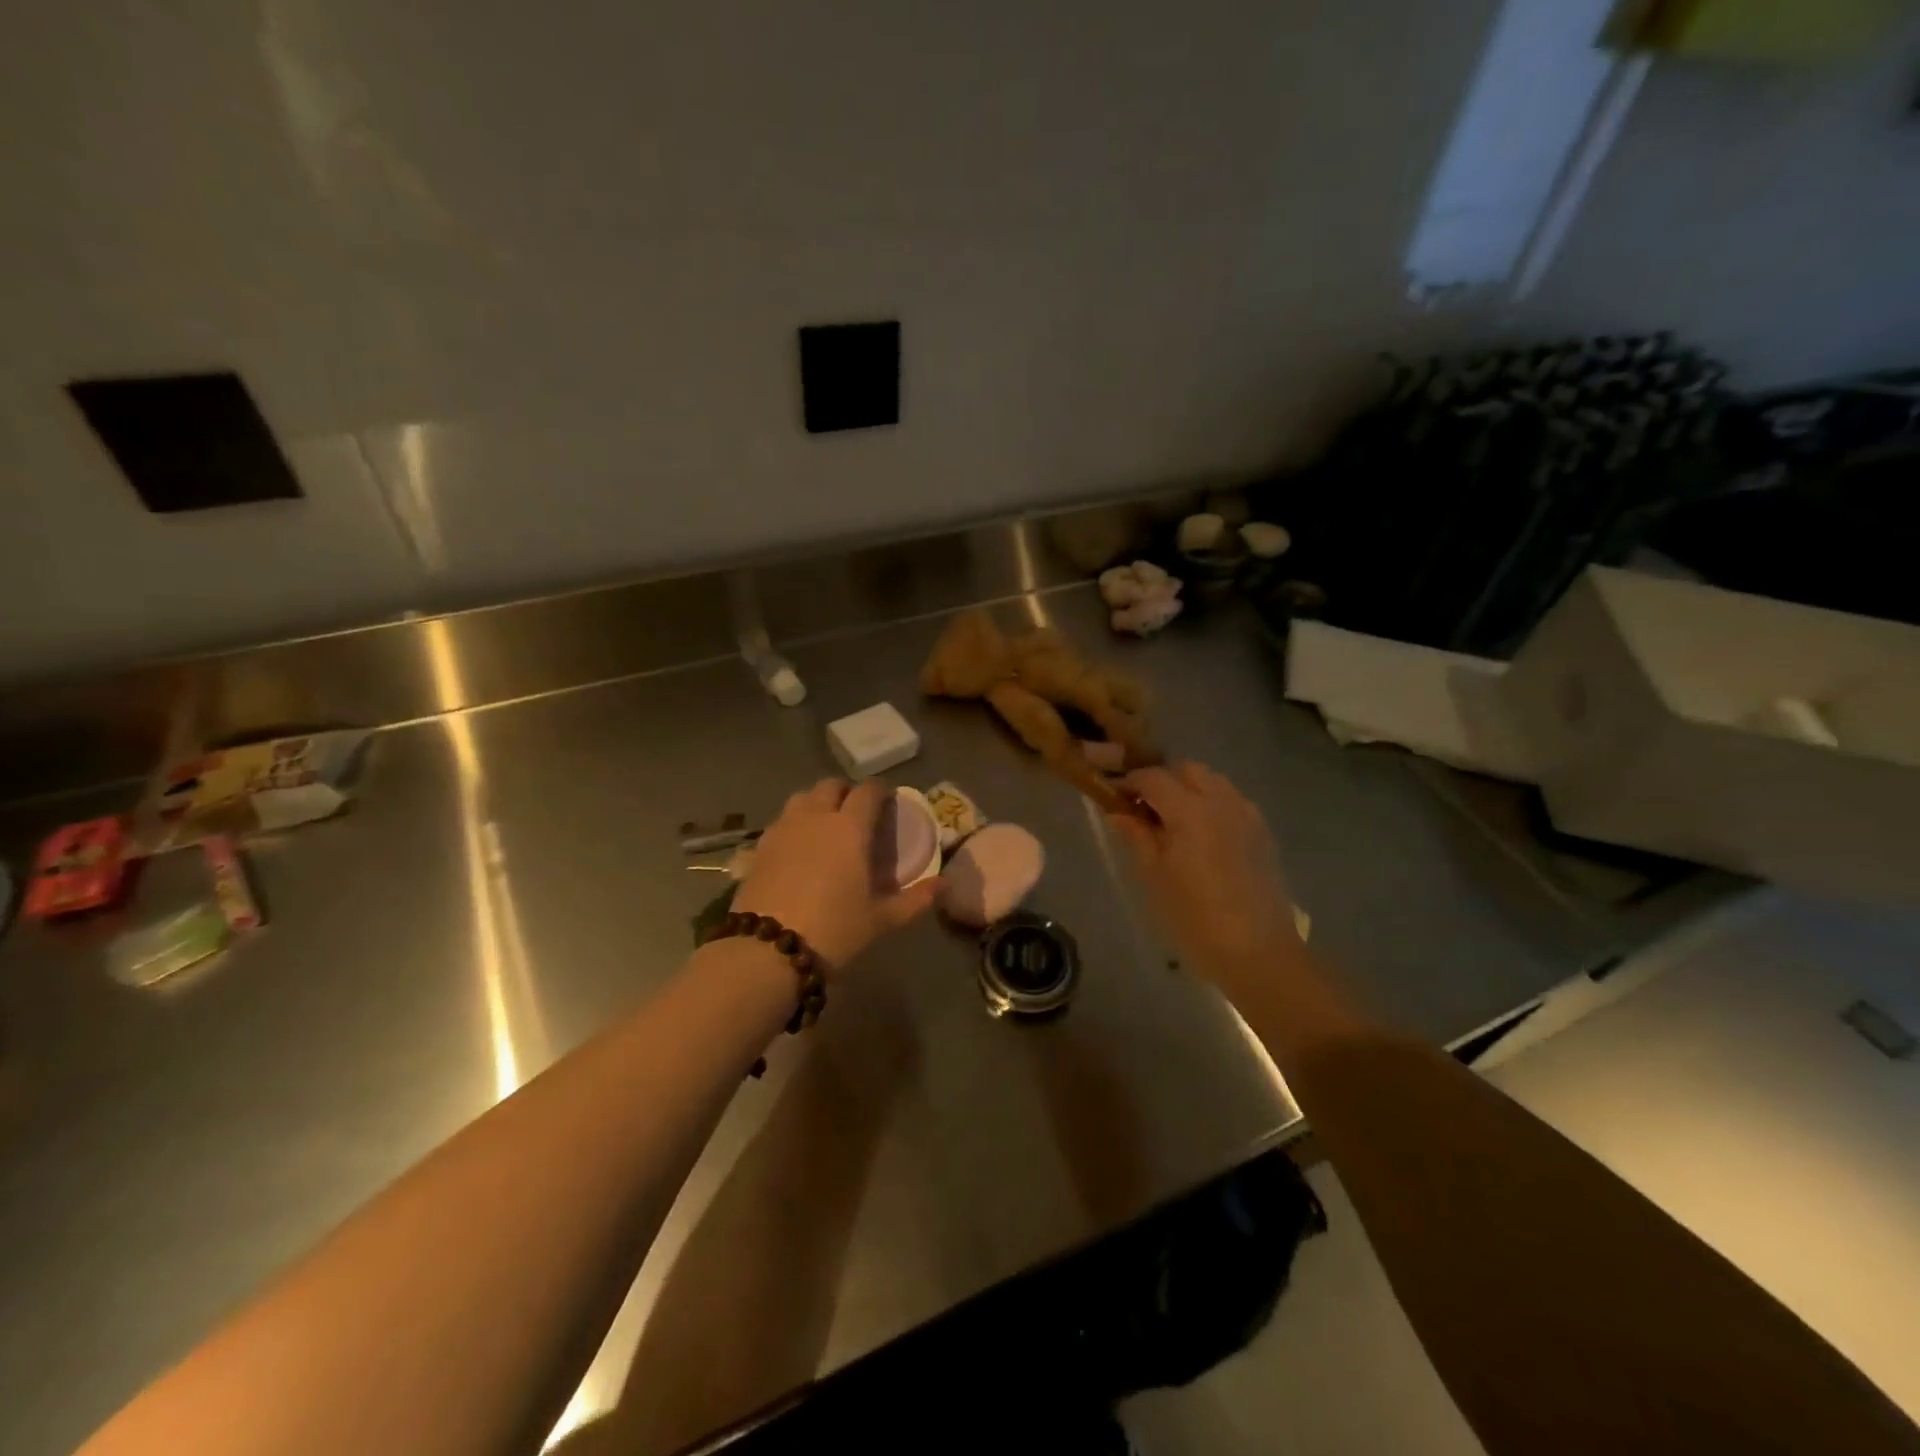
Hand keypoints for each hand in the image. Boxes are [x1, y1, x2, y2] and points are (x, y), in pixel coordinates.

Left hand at [734, 779, 940, 973]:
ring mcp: (783, 828)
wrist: (767, 951)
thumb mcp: (883, 920)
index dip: (880, 791)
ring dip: (818, 802)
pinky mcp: (759, 846)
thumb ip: (916, 899)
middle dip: (847, 793)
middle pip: (831, 786)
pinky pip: (782, 820)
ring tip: (826, 826)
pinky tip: (800, 848)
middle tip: (858, 815)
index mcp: (850, 827)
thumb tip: (943, 885)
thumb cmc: (834, 931)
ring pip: (802, 797)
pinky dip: (796, 823)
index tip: (887, 802)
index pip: (868, 790)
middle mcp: (816, 816)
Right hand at [1107, 763, 1302, 982]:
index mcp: (1190, 810)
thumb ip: (1136, 836)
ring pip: (1213, 782)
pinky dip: (1210, 804)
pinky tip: (1200, 835)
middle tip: (1142, 808)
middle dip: (1162, 780)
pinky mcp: (1262, 833)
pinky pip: (1231, 801)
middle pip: (1187, 769)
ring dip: (1188, 789)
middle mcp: (1222, 801)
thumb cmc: (1194, 918)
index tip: (1113, 797)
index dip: (1129, 782)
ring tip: (1171, 821)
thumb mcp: (1154, 877)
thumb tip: (1117, 811)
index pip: (1153, 777)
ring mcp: (1247, 815)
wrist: (1257, 953)